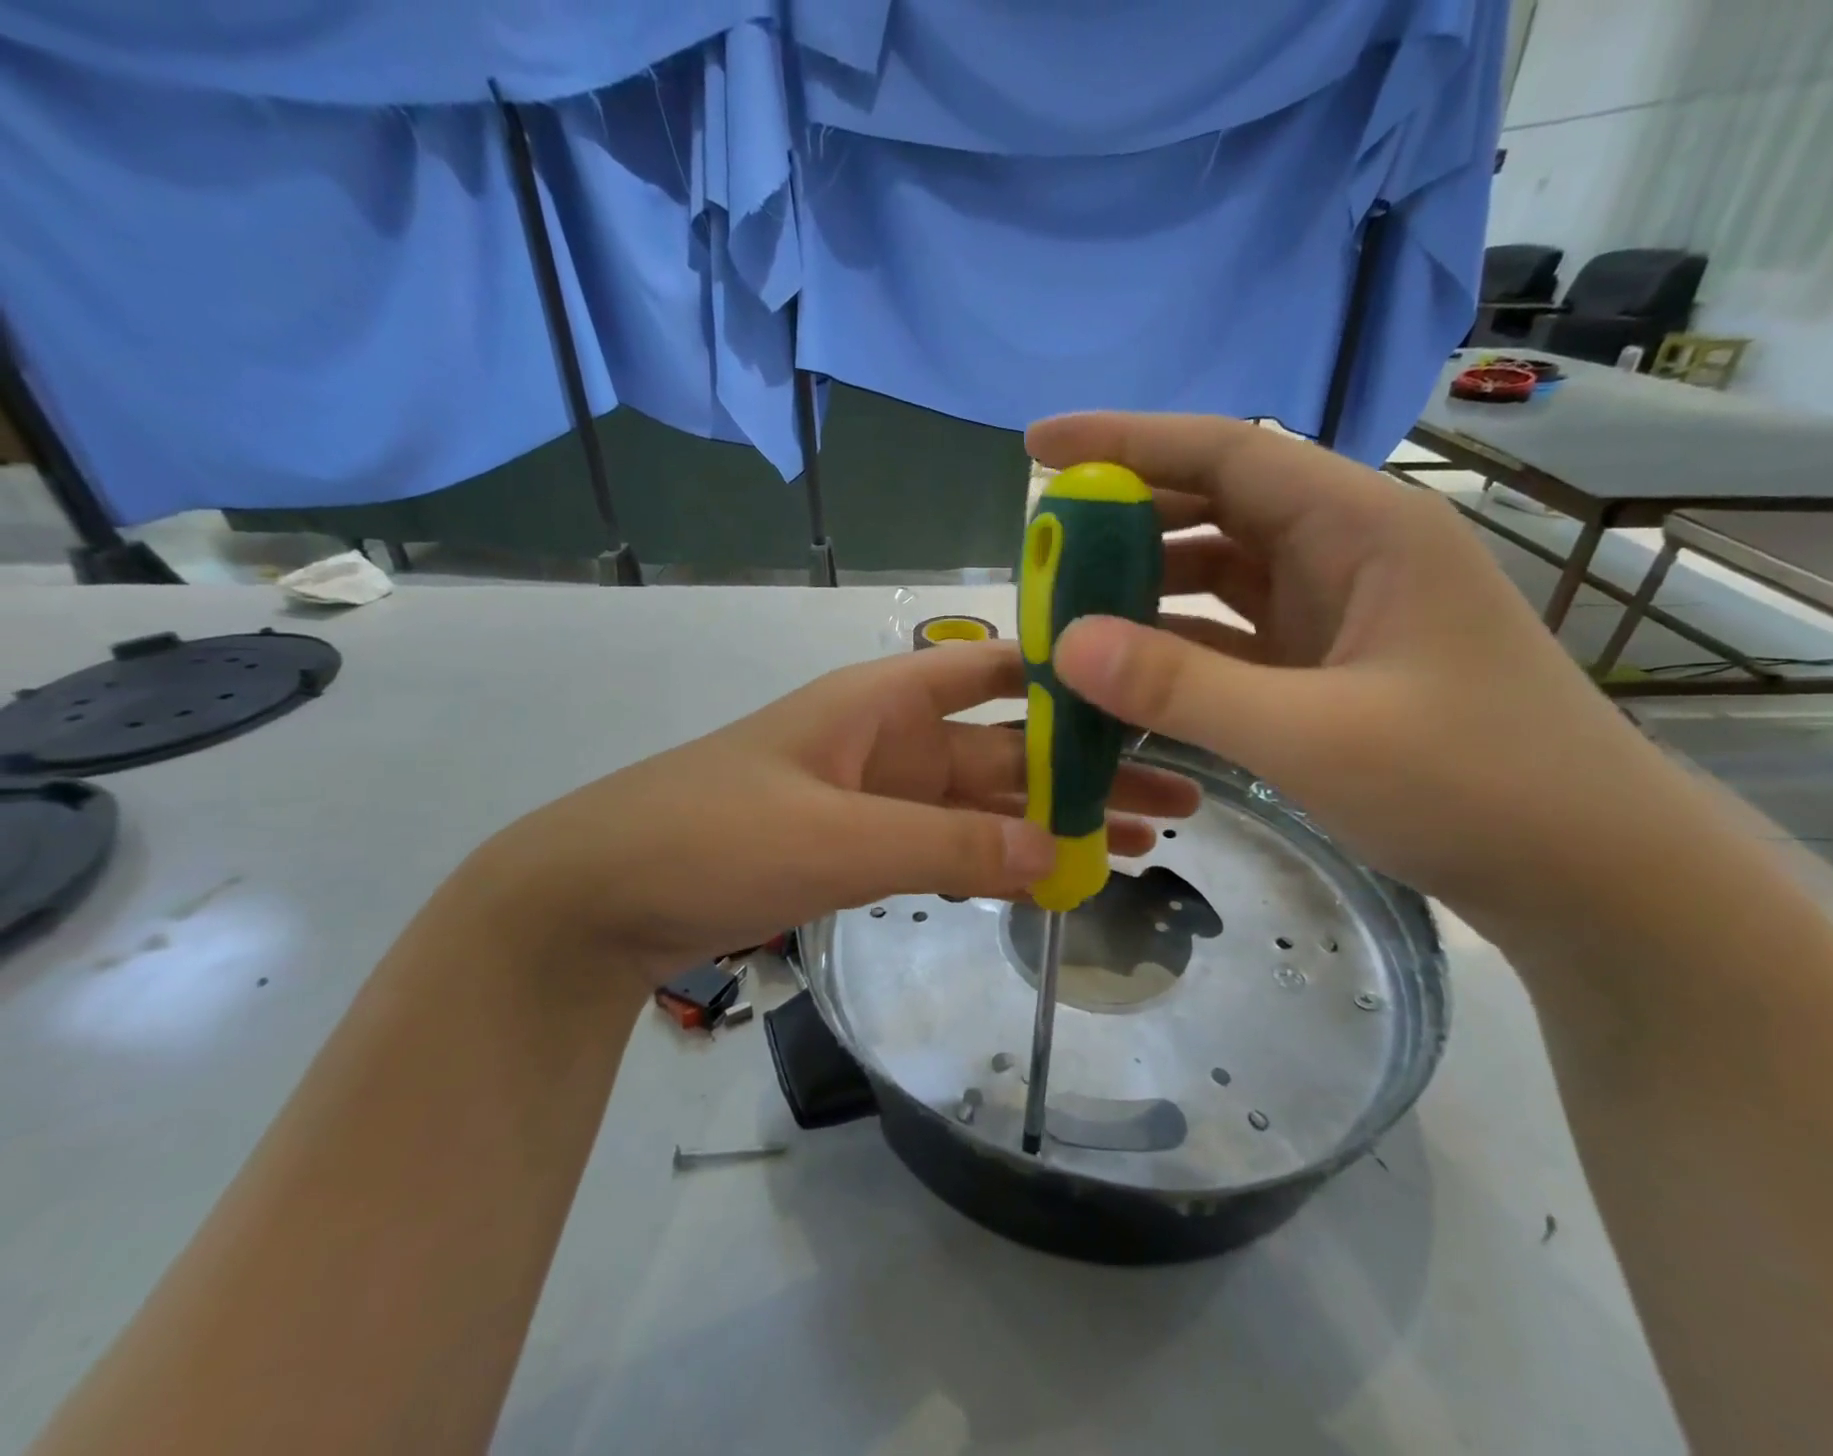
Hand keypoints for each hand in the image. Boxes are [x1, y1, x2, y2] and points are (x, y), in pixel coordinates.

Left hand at [465, 640, 1200, 979]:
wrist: (602, 896)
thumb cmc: (710, 836)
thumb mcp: (836, 837)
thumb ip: (947, 847)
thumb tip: (1060, 853)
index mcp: (885, 702)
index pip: (995, 668)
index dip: (1067, 671)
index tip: (1143, 687)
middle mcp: (893, 742)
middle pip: (1010, 749)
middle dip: (1090, 769)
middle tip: (1180, 792)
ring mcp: (881, 799)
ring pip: (989, 806)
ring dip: (1058, 820)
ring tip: (1145, 838)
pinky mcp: (864, 850)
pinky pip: (952, 849)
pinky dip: (1002, 861)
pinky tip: (1057, 875)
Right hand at [1028, 411, 1683, 919]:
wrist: (1587, 873)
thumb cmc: (1475, 786)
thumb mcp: (1315, 735)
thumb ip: (1183, 685)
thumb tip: (1065, 643)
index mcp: (1361, 526)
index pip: (1225, 451)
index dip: (1126, 440)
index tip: (1039, 446)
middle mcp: (1345, 551)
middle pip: (1213, 507)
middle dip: (1123, 520)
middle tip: (1040, 550)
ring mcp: (1334, 612)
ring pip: (1216, 573)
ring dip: (1142, 587)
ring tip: (1065, 612)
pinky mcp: (1323, 667)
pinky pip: (1227, 635)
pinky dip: (1172, 645)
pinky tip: (1122, 669)